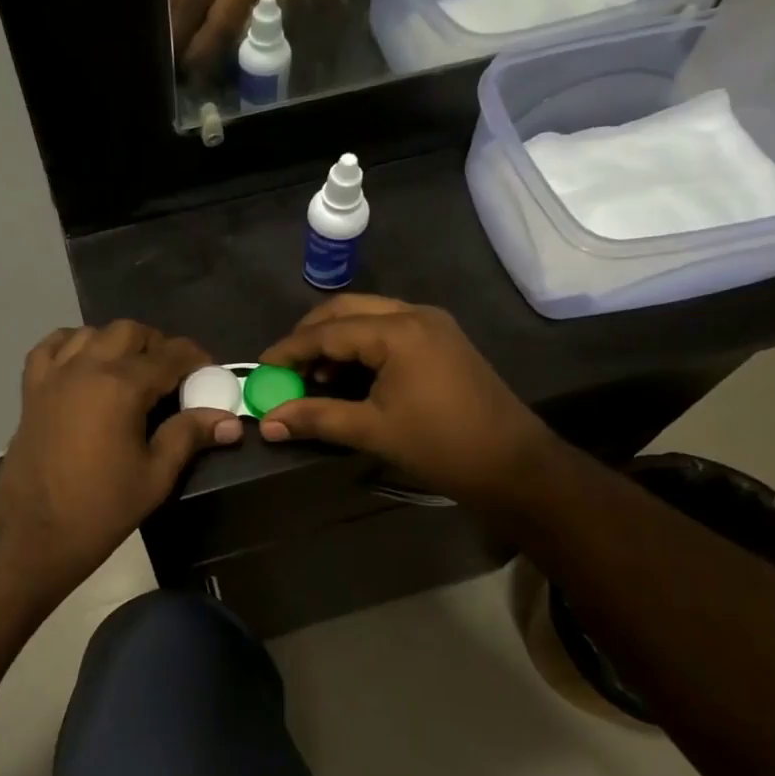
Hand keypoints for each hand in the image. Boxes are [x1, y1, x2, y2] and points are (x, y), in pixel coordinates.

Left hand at [0, 321, 241, 594]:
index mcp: (122, 386)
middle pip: (130, 332)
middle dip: (158, 345)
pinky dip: (73, 344)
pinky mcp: (32, 389)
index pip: (169, 354)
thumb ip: (189, 436)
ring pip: (92, 332)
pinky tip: (86, 363)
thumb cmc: (100, 509)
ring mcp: (54, 374)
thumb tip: (230, 421)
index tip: (210, 371)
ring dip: (118, 342)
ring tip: (133, 370)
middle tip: (174, 375)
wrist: (31, 534)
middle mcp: (87, 367)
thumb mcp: (155, 476)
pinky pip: (52, 346)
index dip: (196, 358)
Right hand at [256, 295, 552, 505]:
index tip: (261, 368)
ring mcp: (432, 325)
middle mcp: (414, 315)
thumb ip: (316, 419)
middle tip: (285, 367)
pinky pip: (388, 329)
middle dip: (310, 336)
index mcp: (397, 331)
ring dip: (336, 339)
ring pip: (368, 316)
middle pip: (346, 310)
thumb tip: (267, 423)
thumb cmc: (441, 445)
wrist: (513, 464)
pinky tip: (349, 375)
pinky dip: (361, 345)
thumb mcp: (372, 431)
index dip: (290, 350)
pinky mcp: (442, 340)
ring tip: (314, 376)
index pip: (328, 331)